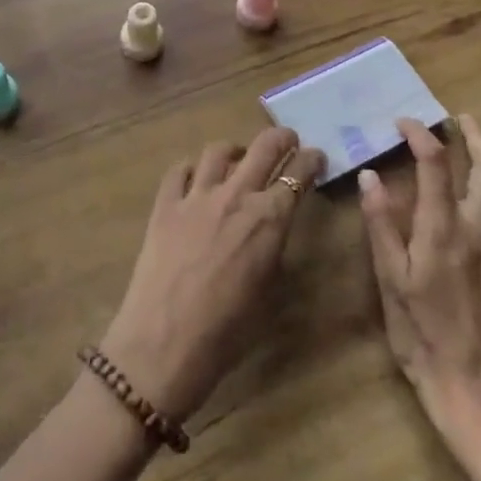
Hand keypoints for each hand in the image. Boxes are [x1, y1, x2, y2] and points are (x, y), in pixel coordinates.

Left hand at [100, 127, 325, 422]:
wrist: (164, 343)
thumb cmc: (227, 332)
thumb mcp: (269, 292)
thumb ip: (273, 249)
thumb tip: (272, 230)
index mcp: (269, 219)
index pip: (298, 173)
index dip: (311, 160)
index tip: (316, 157)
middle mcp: (235, 196)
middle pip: (263, 146)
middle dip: (281, 137)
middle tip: (288, 140)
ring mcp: (196, 196)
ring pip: (218, 151)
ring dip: (235, 150)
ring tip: (238, 158)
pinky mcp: (164, 205)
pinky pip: (179, 170)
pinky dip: (192, 169)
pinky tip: (195, 179)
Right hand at [359, 115, 480, 450]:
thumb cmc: (424, 339)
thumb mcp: (390, 283)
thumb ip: (381, 225)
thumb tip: (371, 176)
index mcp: (443, 229)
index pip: (435, 162)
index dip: (420, 134)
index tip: (404, 123)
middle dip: (473, 135)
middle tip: (455, 121)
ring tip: (477, 149)